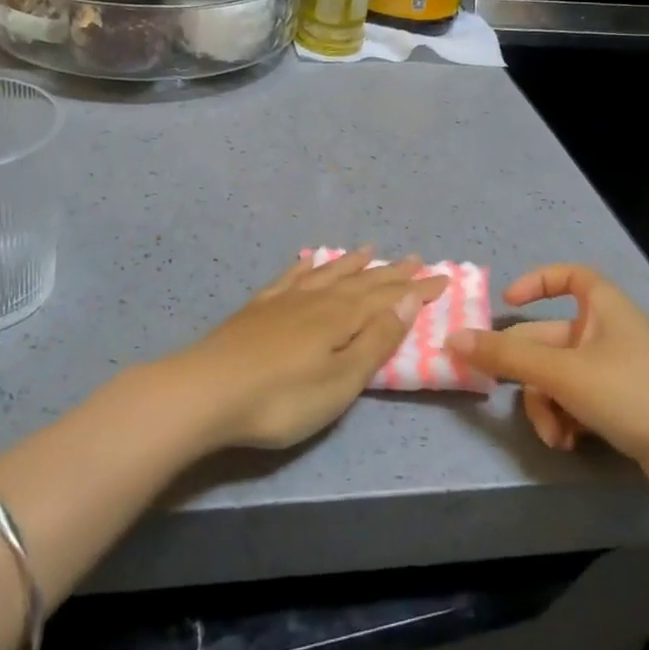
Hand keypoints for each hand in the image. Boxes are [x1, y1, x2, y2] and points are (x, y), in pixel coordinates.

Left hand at [170, 250, 448, 450]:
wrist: (205, 391)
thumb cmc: (281, 398)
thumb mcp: (340, 381)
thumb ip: (375, 340)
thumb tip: (407, 300)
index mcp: (341, 318)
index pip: (388, 298)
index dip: (416, 290)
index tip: (442, 278)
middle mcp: (316, 299)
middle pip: (361, 281)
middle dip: (391, 273)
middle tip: (416, 259)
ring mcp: (284, 300)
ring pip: (327, 274)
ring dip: (351, 263)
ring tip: (369, 250)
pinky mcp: (257, 308)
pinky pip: (289, 277)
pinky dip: (304, 266)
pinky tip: (308, 259)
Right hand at [448, 264, 648, 520]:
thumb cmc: (635, 393)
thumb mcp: (563, 373)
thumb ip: (505, 358)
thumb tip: (451, 340)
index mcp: (602, 308)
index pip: (569, 276)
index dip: (537, 282)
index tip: (508, 303)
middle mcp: (608, 334)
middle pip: (550, 340)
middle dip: (527, 372)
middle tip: (500, 394)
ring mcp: (618, 374)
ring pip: (558, 378)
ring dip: (546, 405)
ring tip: (554, 434)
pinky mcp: (625, 411)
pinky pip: (578, 404)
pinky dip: (567, 420)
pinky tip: (570, 443)